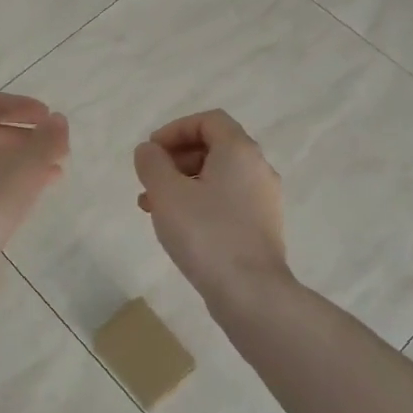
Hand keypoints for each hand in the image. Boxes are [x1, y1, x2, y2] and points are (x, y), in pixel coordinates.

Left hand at [0, 92, 69, 263]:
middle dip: (25, 135)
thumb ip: (47, 140)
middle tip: (54, 147)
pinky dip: (7, 180)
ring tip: (52, 172)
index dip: (23, 106)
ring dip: (20, 160)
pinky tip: (31, 196)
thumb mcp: (26, 166)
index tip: (49, 118)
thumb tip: (57, 121)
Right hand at [134, 110, 288, 301]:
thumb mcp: (167, 193)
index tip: (151, 152)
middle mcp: (258, 169)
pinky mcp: (262, 227)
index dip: (175, 129)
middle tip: (149, 179)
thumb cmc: (206, 233)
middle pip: (214, 147)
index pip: (209, 120)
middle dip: (176, 159)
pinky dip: (200, 203)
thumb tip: (149, 150)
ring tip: (153, 207)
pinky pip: (227, 201)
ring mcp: (263, 200)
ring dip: (183, 183)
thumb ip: (152, 163)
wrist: (250, 292)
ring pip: (218, 177)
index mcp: (239, 151)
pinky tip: (178, 227)